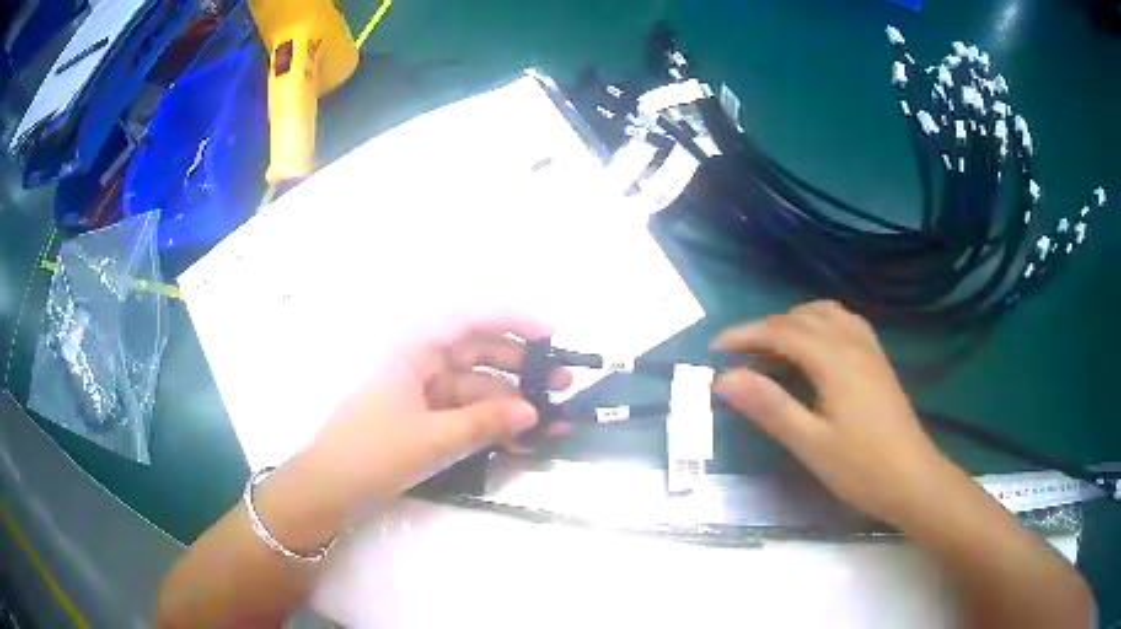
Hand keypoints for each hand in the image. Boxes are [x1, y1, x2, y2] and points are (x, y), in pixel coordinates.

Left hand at [301, 310, 570, 507]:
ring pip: (474, 388)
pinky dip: (488, 424)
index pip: (468, 319)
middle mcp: (419, 363)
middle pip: (477, 353)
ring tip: (550, 423)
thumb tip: (533, 412)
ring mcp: (420, 393)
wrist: (328, 491)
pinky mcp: (421, 420)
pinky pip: (462, 413)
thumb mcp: (432, 439)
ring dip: (509, 403)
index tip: (551, 335)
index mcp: (413, 350)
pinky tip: (518, 440)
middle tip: (561, 386)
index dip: (512, 319)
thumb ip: (484, 422)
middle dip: (519, 367)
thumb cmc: (372, 453)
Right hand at [712, 300, 952, 526]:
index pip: (782, 332)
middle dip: (765, 328)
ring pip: (826, 314)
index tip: (715, 349)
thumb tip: (724, 379)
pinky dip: (819, 324)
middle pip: (803, 317)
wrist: (913, 480)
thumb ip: (769, 407)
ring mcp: (870, 350)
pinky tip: (814, 348)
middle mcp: (853, 343)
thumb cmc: (860, 468)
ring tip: (771, 346)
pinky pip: (844, 324)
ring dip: (793, 321)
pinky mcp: (878, 361)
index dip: (746, 335)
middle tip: (737, 354)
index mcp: (835, 361)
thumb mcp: (810, 443)